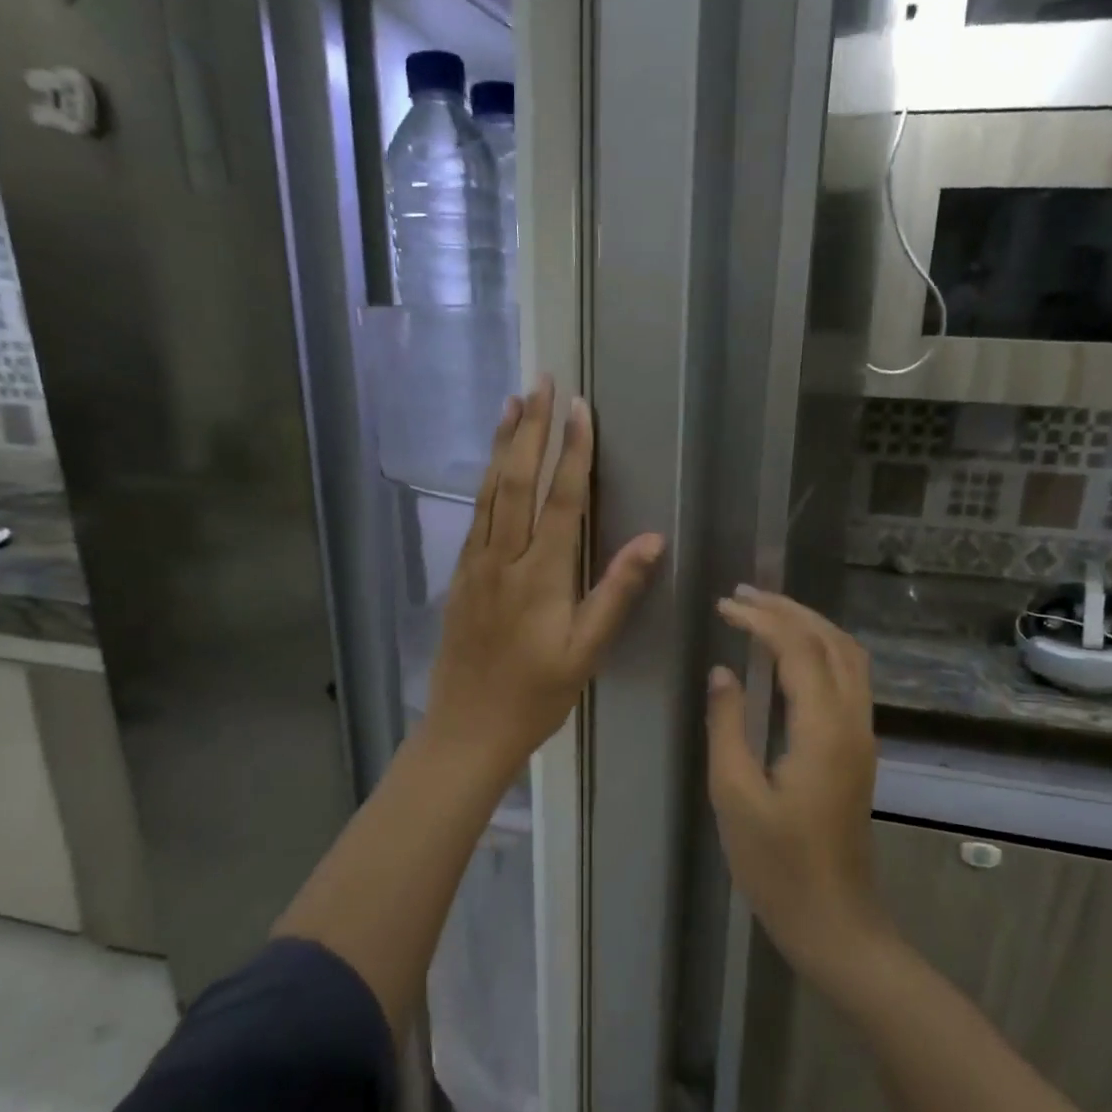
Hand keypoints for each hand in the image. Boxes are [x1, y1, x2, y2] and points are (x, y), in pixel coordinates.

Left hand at [422, 376, 664, 788]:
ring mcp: (476, 565)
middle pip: (518, 481)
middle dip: (533, 428)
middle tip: (542, 382)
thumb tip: (651, 539)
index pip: (562, 500)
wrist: (466, 729)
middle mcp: (504, 559)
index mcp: (541, 576)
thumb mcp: (586, 652)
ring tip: (514, 403)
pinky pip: (475, 514)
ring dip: (504, 444)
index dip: (573, 451)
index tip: (580, 408)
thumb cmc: (536, 696)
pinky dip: (485, 479)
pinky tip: (491, 464)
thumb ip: (616, 592)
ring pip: (489, 491)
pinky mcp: (460, 575)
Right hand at [706, 588, 886, 983]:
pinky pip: (850, 678)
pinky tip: (792, 654)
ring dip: (810, 625)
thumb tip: (723, 671)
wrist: (835, 920)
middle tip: (743, 594)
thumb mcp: (734, 795)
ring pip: (848, 656)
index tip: (724, 604)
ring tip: (766, 611)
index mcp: (823, 730)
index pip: (798, 648)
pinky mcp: (860, 749)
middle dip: (788, 609)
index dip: (761, 618)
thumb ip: (727, 725)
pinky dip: (822, 650)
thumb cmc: (776, 865)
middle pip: (831, 641)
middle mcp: (853, 721)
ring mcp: (863, 735)